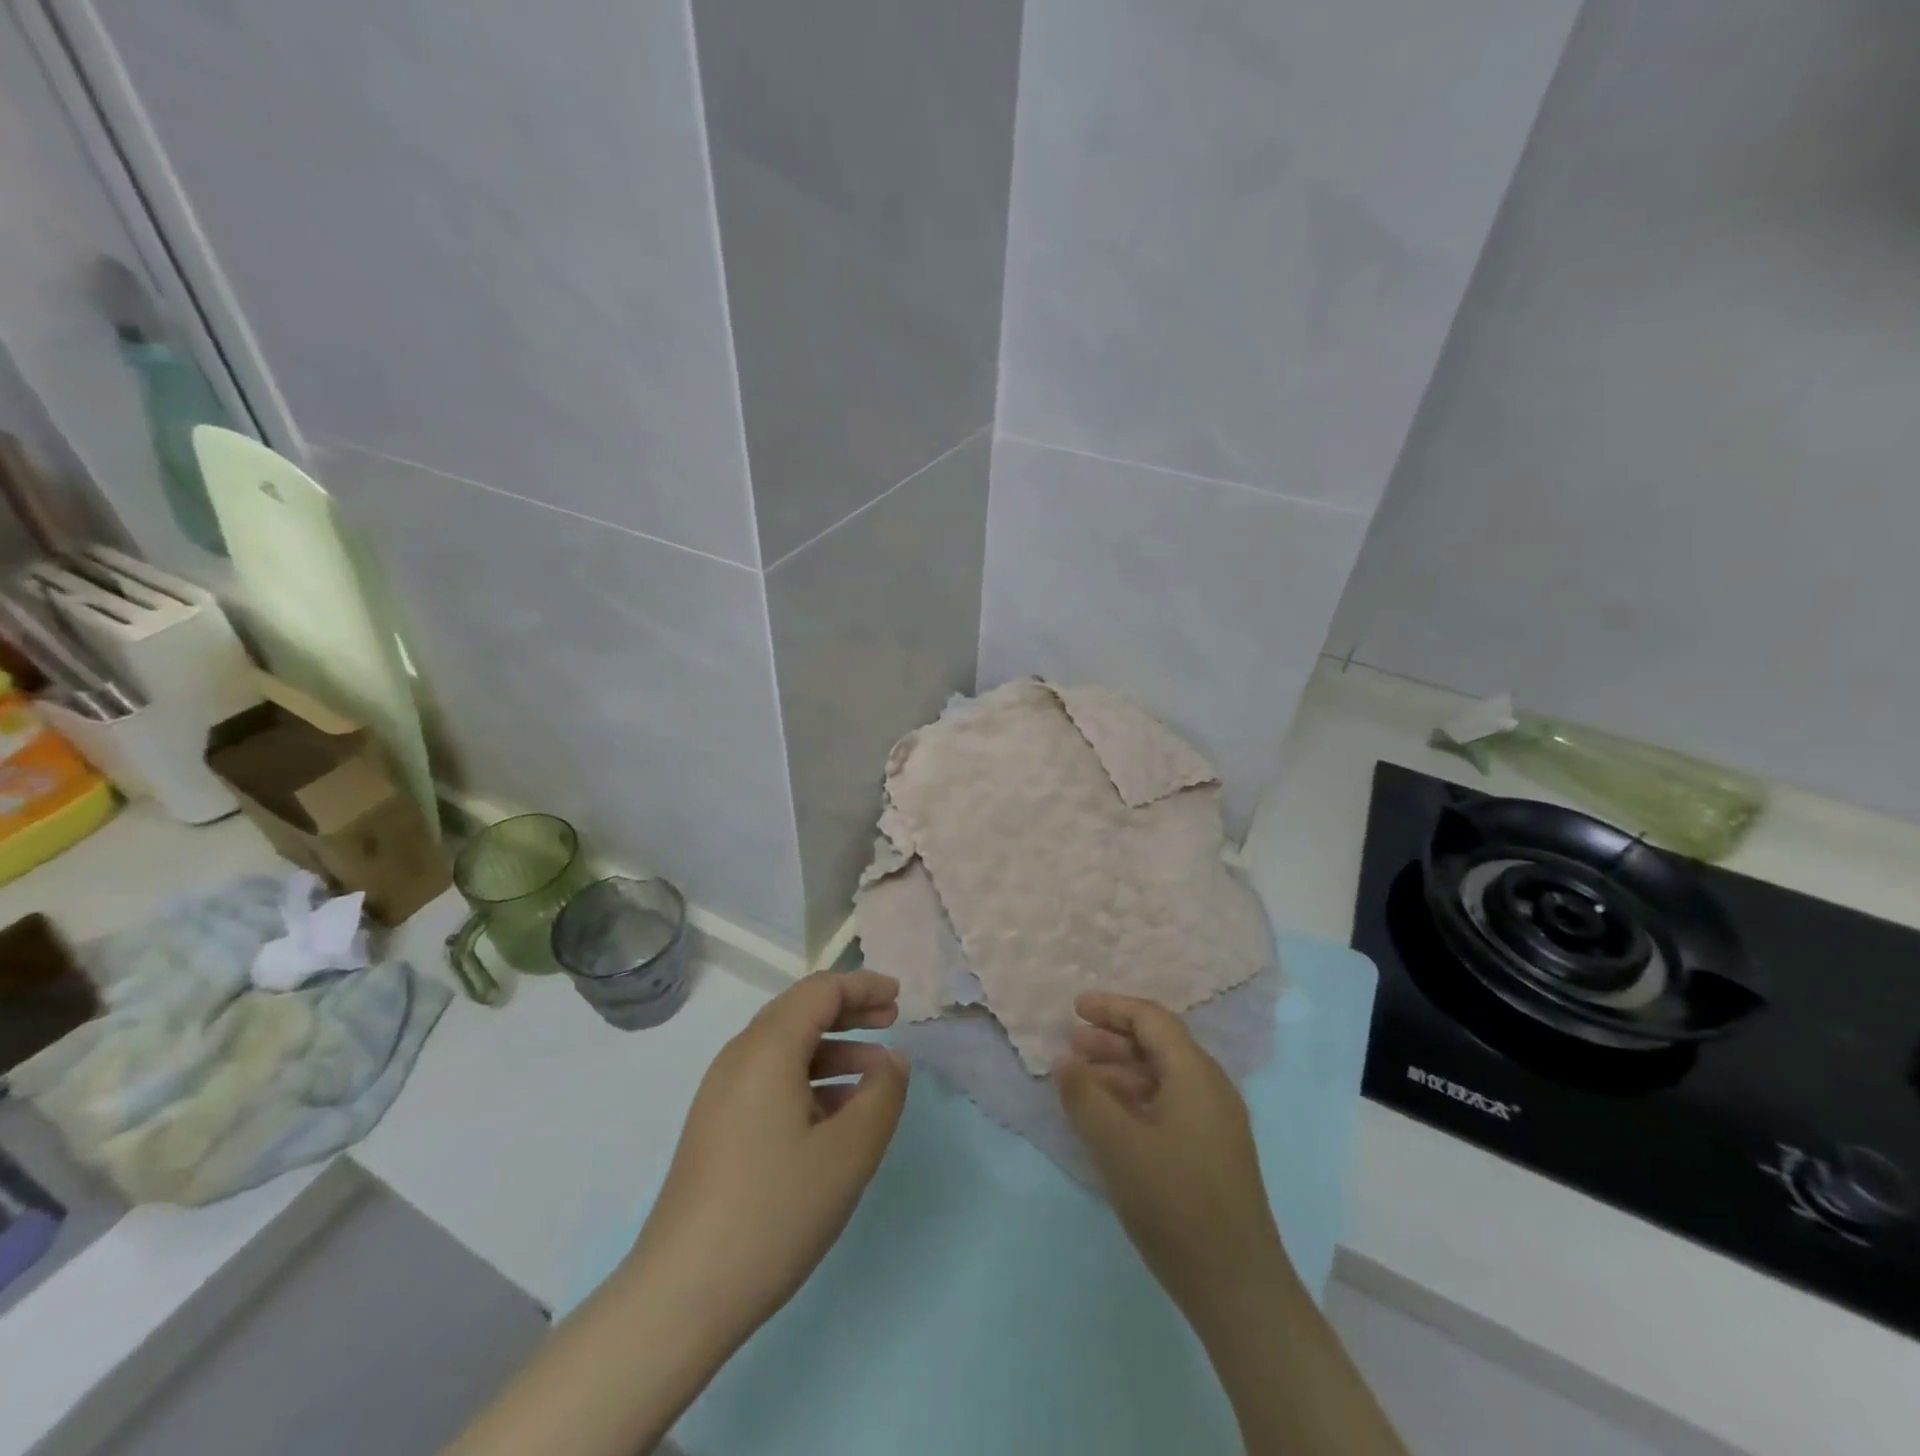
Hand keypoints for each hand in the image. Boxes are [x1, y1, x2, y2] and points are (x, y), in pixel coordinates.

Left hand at [624, 971, 908, 1344]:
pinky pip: (770, 1080)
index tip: (899, 996)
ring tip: (876, 1073)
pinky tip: (837, 1114)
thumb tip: (892, 1061)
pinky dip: (810, 1079)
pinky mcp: (716, 1127)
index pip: (820, 990)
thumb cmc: (773, 1212)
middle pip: (800, 1012)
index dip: (863, 986)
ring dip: (833, 1048)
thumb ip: (881, 1095)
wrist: (680, 1296)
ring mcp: (721, 1094)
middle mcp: (738, 1058)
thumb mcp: (847, 1154)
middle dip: (849, 1011)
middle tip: (891, 1020)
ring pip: (786, 1048)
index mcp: (766, 1049)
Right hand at [1057, 991, 1294, 1317]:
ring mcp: (1215, 1123)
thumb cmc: (1175, 1204)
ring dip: (1121, 1071)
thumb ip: (1085, 1097)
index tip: (1076, 1008)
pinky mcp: (1212, 1153)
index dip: (1112, 1008)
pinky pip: (1169, 1105)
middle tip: (1071, 1043)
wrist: (1238, 1288)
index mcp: (1195, 1075)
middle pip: (1158, 1045)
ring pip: (1162, 1077)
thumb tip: (1066, 1061)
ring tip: (1081, 1081)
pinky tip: (1108, 1119)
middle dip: (1112, 1039)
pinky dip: (1135, 1100)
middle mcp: (1210, 1089)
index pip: (1152, 1020)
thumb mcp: (1118, 1146)